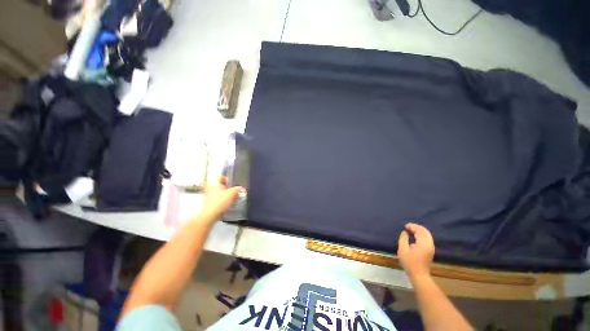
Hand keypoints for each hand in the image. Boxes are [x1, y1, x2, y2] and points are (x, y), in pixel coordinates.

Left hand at [199, 176, 242, 221]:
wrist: (210, 215)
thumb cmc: (220, 202)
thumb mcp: (232, 193)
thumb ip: (237, 189)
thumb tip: (240, 187)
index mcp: (215, 183)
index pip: (221, 177)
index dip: (228, 179)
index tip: (233, 183)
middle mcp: (210, 188)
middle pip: (221, 185)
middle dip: (228, 188)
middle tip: (234, 191)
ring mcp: (208, 196)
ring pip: (219, 192)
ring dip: (225, 194)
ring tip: (232, 199)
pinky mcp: (208, 203)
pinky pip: (217, 199)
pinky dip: (222, 200)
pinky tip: (227, 204)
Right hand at [397, 223, 434, 279]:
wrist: (419, 275)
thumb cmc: (409, 263)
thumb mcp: (402, 250)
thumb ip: (403, 239)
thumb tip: (405, 232)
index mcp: (423, 244)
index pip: (420, 231)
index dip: (412, 226)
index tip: (405, 226)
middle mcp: (429, 244)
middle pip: (425, 231)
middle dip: (416, 227)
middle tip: (408, 226)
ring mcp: (431, 248)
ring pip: (427, 235)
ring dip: (419, 230)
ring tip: (411, 230)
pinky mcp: (430, 250)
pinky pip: (427, 238)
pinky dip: (422, 234)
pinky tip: (415, 236)